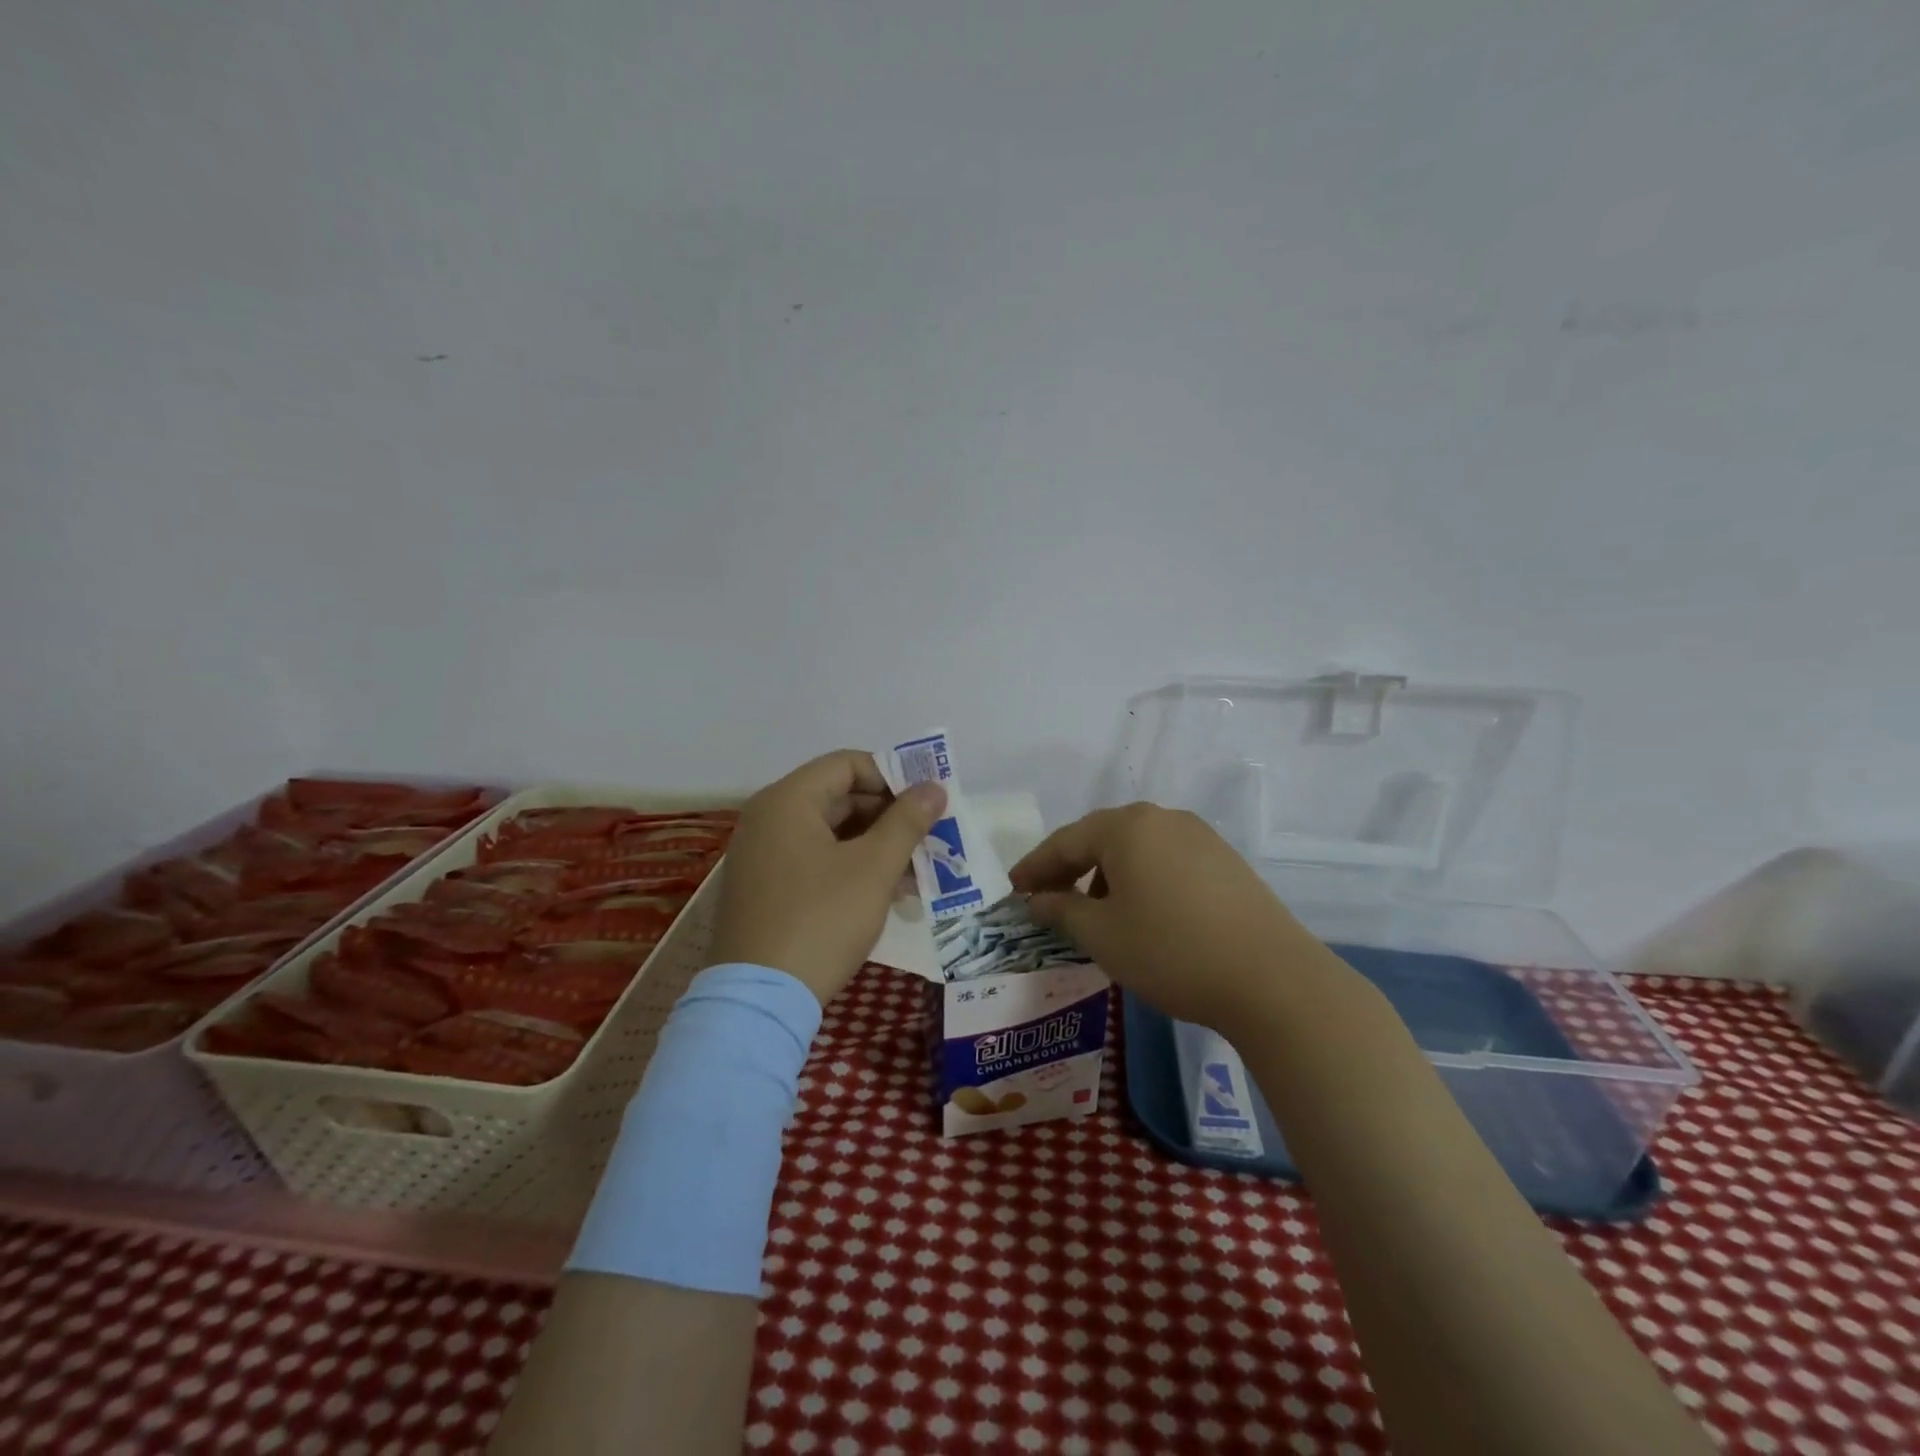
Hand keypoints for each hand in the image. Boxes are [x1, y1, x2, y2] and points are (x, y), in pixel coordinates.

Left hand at [709, 750, 946, 1005]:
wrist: (759, 1001)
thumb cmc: (821, 920)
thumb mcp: (873, 868)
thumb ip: (907, 821)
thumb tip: (934, 788)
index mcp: (787, 800)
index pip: (847, 764)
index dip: (892, 776)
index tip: (926, 802)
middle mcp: (768, 819)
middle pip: (838, 797)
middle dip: (888, 816)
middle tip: (928, 837)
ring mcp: (762, 856)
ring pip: (830, 833)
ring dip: (875, 846)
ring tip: (916, 871)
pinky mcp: (765, 889)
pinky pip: (815, 860)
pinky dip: (851, 867)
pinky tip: (886, 893)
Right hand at [1008, 804, 1327, 1029]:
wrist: (1272, 978)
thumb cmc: (1170, 951)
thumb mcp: (1102, 935)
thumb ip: (1061, 910)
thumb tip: (1038, 900)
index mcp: (1126, 827)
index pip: (1064, 841)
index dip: (1034, 867)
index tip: (1013, 891)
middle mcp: (1162, 819)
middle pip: (1100, 838)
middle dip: (1069, 868)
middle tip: (1045, 898)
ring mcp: (1199, 836)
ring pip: (1136, 848)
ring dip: (1105, 874)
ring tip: (1094, 910)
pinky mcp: (1225, 860)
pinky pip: (1165, 860)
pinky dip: (1140, 879)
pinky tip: (1141, 911)